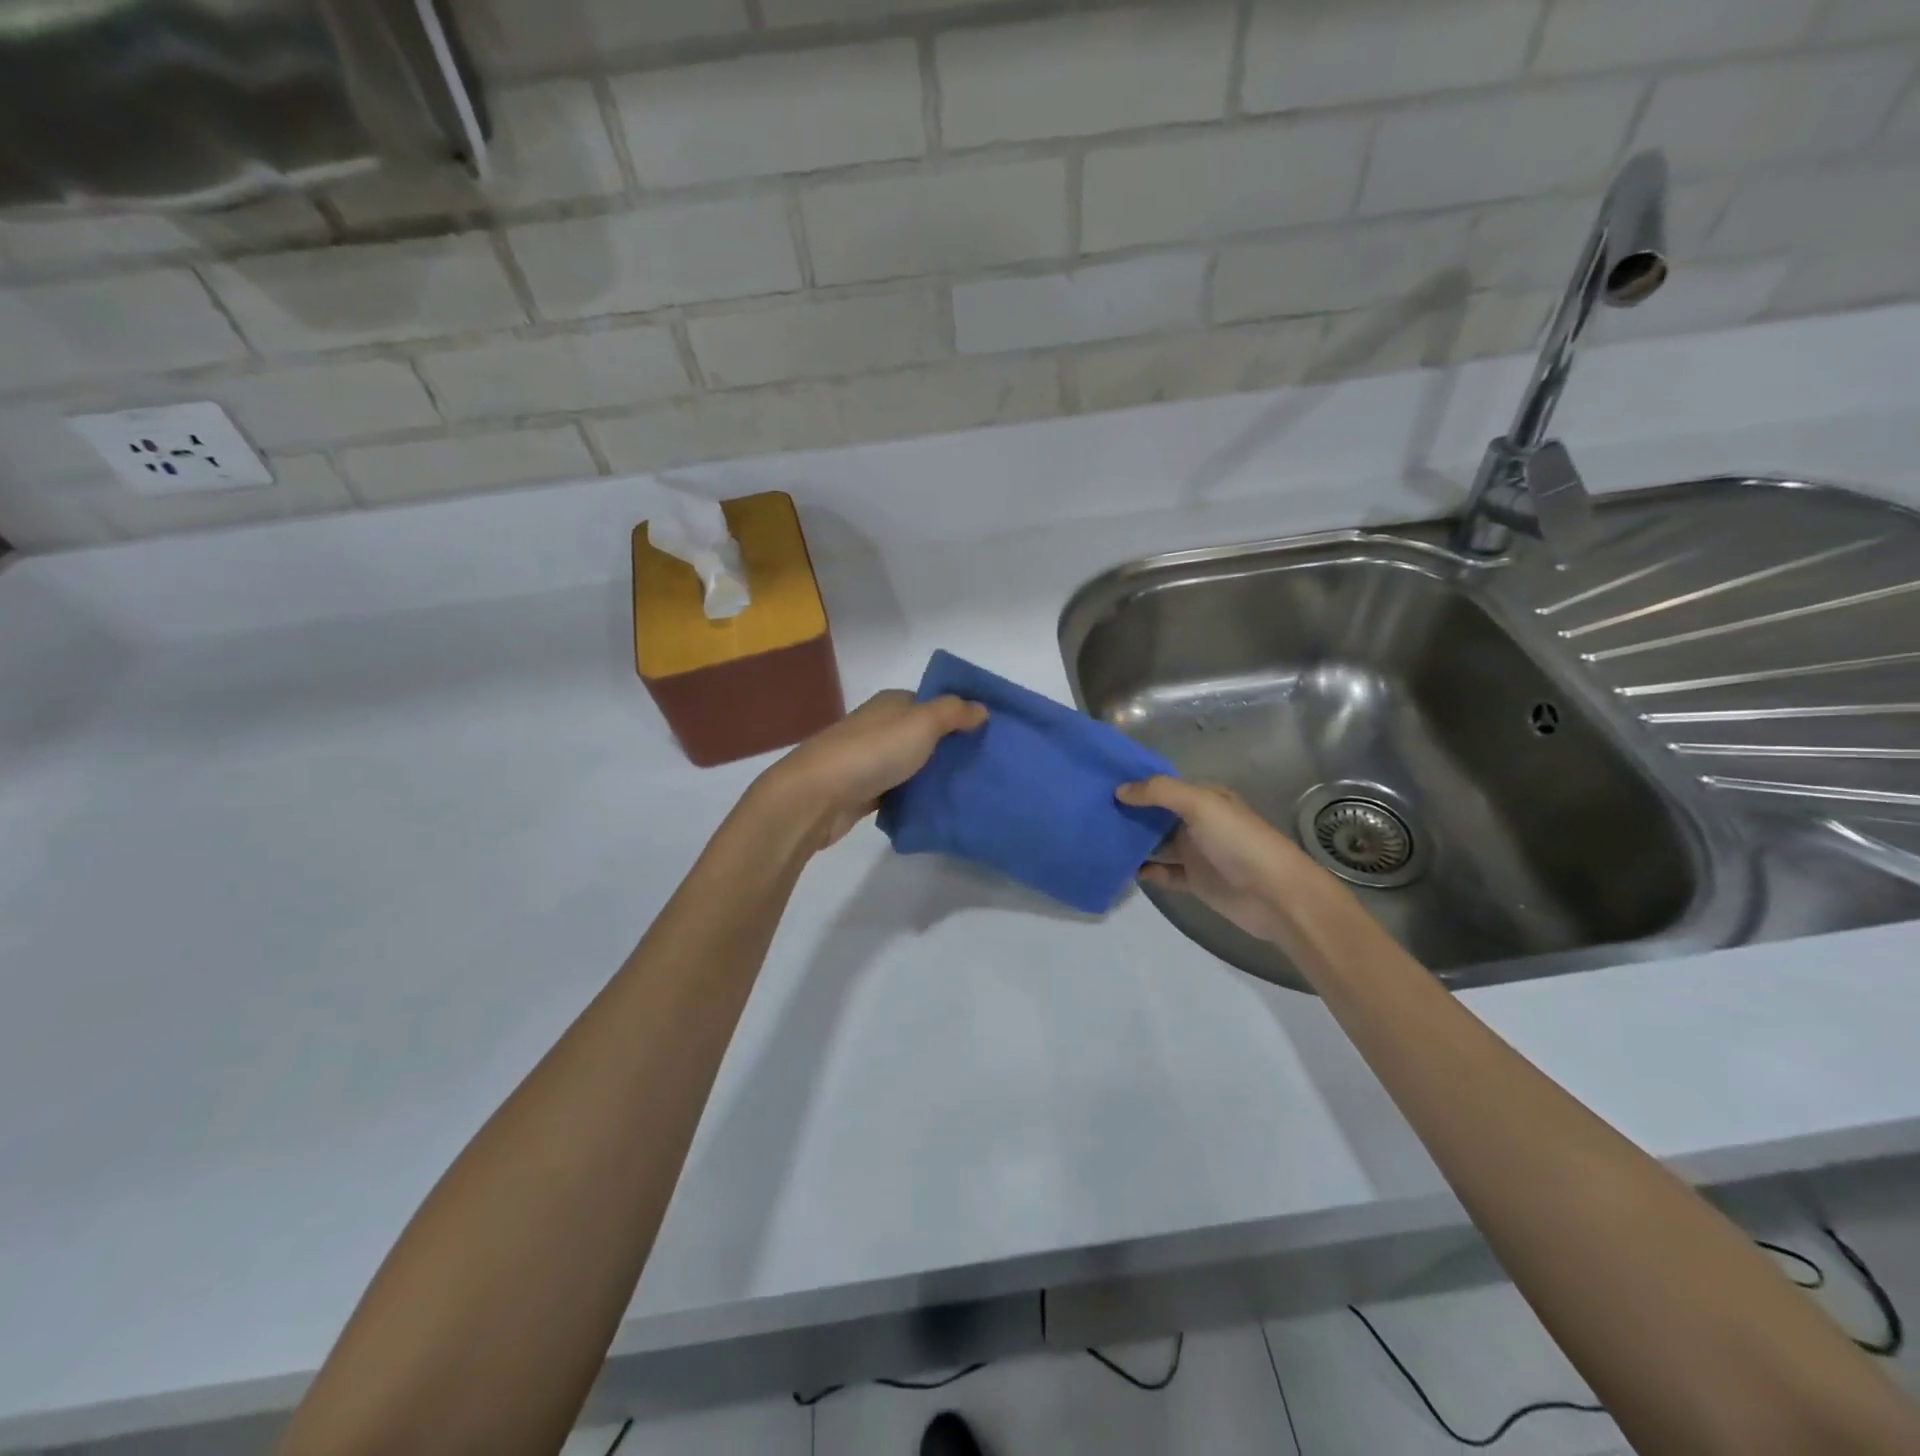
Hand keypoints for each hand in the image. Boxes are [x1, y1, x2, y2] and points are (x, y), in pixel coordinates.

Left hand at [758, 690, 986, 849]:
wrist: (817, 796)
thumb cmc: (872, 752)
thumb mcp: (921, 723)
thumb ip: (953, 712)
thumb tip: (981, 707)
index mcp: (892, 704)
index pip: (932, 703)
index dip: (960, 715)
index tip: (989, 734)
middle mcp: (880, 727)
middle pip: (923, 735)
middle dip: (951, 748)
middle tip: (985, 766)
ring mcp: (870, 760)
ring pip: (912, 764)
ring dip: (934, 775)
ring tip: (970, 789)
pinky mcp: (864, 792)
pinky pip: (899, 791)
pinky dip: (915, 797)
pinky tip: (938, 808)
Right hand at [1115, 777, 1330, 945]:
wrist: (1275, 894)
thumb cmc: (1239, 841)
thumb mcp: (1200, 805)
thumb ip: (1159, 793)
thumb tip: (1119, 790)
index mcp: (1203, 798)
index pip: (1162, 785)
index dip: (1135, 783)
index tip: (1099, 783)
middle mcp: (1197, 822)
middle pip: (1155, 815)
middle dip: (1128, 813)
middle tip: (1089, 812)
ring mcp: (1196, 853)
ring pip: (1156, 844)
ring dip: (1133, 843)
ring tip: (1098, 840)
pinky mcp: (1195, 881)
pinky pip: (1163, 873)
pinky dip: (1146, 871)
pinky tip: (1126, 869)